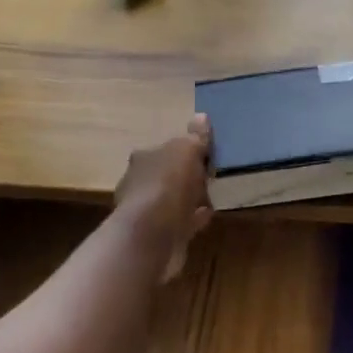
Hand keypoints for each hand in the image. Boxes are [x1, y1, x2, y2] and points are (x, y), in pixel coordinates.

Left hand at [114, 115, 214, 281]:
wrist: (152, 235)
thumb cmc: (168, 184)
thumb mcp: (187, 151)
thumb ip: (195, 137)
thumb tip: (201, 117)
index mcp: (144, 158)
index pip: (164, 149)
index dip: (184, 151)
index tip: (205, 154)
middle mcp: (139, 182)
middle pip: (167, 174)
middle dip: (186, 175)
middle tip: (211, 176)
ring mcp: (146, 211)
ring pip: (172, 199)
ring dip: (190, 197)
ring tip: (213, 196)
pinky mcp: (156, 234)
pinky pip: (180, 221)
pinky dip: (193, 217)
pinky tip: (208, 215)